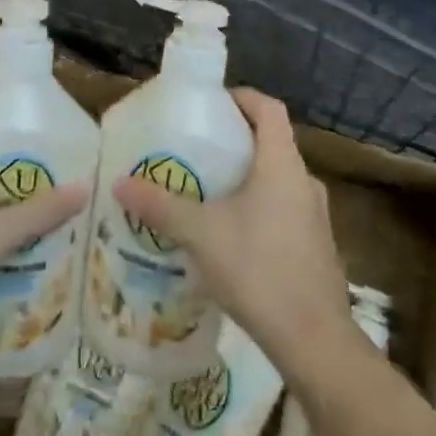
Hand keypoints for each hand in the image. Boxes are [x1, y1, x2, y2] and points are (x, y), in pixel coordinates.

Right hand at [114, 89, 354, 368]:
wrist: (313, 338)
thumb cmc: (258, 269)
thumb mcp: (201, 234)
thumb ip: (161, 206)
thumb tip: (119, 183)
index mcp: (282, 164)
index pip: (269, 108)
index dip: (242, 97)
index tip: (213, 103)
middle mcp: (305, 181)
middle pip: (272, 143)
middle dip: (236, 141)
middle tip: (198, 150)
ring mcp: (316, 215)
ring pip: (278, 179)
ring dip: (247, 178)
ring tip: (208, 192)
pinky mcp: (317, 245)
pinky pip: (285, 209)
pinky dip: (259, 207)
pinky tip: (232, 235)